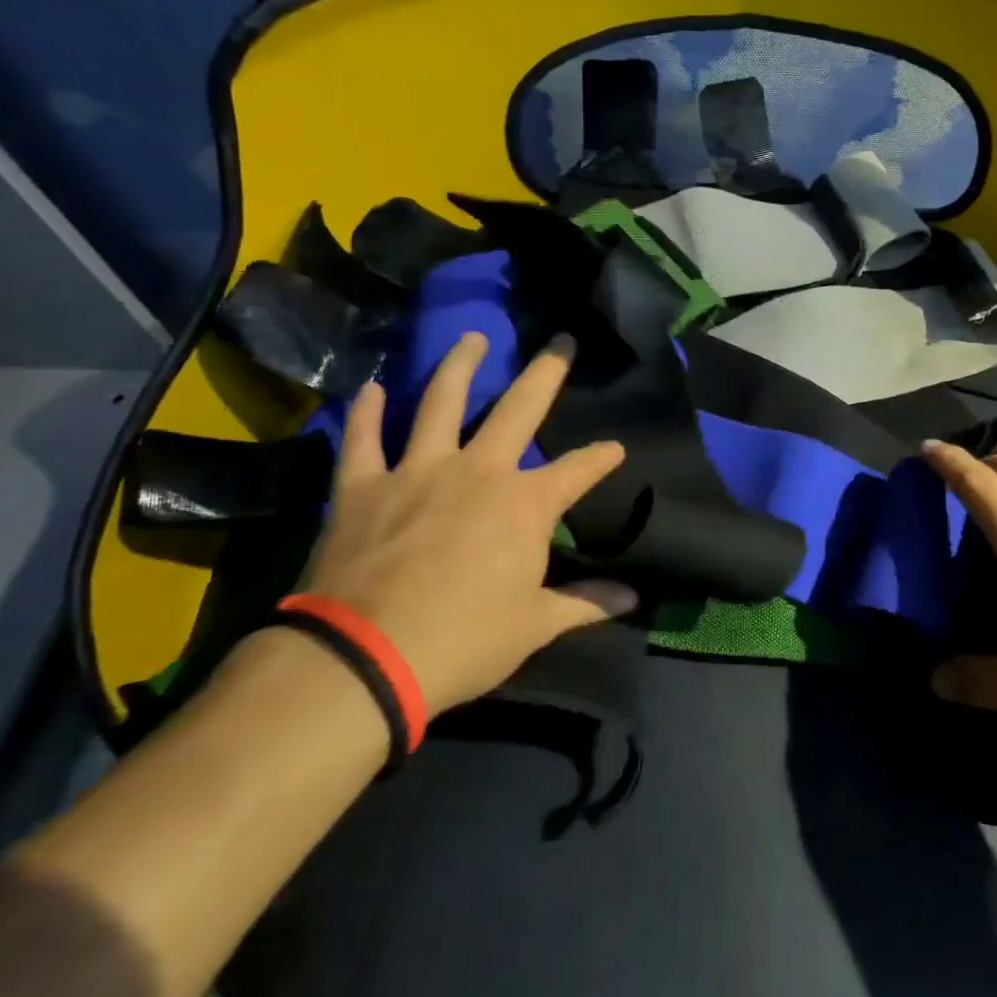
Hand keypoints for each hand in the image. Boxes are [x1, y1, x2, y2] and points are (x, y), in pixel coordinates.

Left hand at [297, 331, 634, 716]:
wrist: (365, 657)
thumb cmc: (464, 640)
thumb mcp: (534, 625)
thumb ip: (585, 603)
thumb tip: (634, 600)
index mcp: (525, 503)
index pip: (578, 470)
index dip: (601, 457)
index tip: (616, 448)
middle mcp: (479, 470)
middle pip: (519, 409)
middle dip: (546, 374)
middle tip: (560, 342)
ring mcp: (418, 470)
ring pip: (442, 402)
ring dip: (459, 366)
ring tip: (471, 339)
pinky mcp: (363, 485)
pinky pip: (364, 438)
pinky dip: (368, 411)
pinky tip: (374, 386)